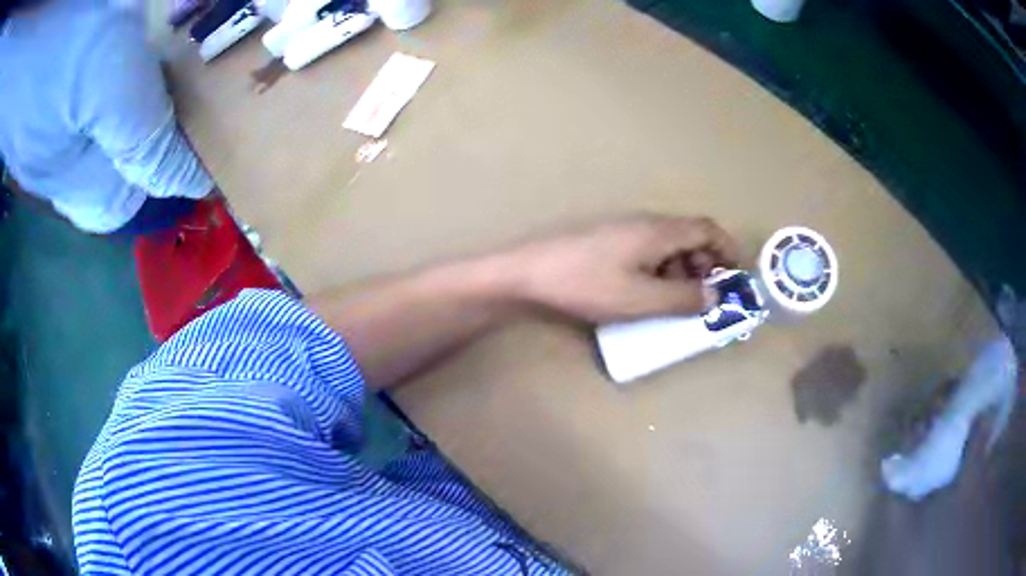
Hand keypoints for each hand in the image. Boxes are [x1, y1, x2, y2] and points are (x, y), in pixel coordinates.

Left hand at [505, 215, 739, 322]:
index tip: (737, 275)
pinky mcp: (608, 243)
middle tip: (704, 298)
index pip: (707, 229)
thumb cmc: (587, 284)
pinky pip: (648, 253)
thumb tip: (715, 295)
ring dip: (682, 272)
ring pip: (668, 247)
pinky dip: (660, 272)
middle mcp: (645, 224)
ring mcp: (624, 231)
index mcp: (659, 231)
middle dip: (705, 266)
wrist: (529, 273)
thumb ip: (683, 299)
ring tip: (676, 303)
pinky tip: (647, 295)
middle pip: (689, 237)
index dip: (727, 249)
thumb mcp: (641, 299)